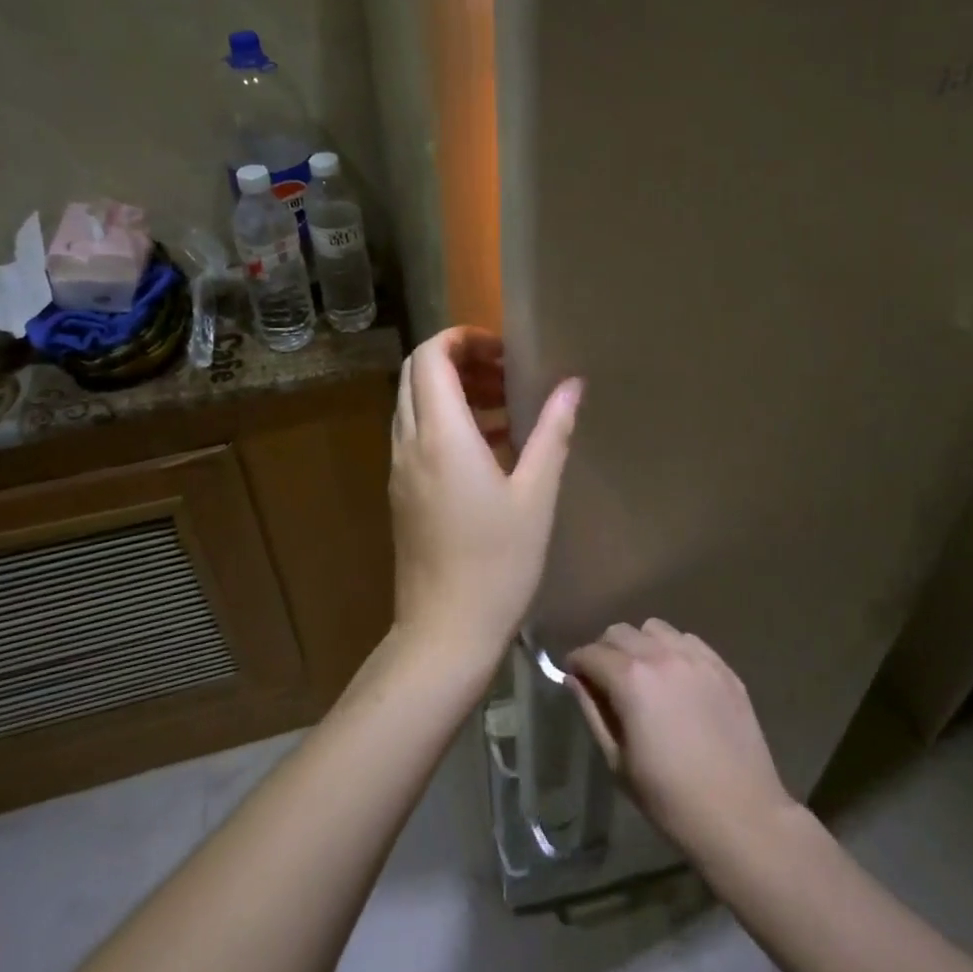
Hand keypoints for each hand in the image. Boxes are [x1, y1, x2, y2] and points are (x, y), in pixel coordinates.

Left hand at [388, 326, 582, 667]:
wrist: (444, 632)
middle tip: (506, 373)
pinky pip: (417, 435)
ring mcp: (400, 468)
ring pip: (415, 404)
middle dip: (459, 360)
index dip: (462, 339)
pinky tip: (492, 447)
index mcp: (441, 436)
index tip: (502, 350)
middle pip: (417, 374)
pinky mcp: (401, 492)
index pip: (430, 356)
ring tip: (506, 407)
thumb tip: (572, 384)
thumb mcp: (536, 495)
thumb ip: (552, 432)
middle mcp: (410, 443)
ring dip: (454, 391)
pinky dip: (446, 422)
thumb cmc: (497, 563)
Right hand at [567, 620, 796, 859]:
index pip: (591, 653)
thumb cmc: (671, 799)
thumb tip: (574, 680)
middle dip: (605, 650)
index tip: (574, 676)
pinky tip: (676, 678)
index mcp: (631, 680)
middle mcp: (662, 655)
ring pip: (654, 628)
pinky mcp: (722, 667)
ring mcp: (696, 657)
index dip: (577, 663)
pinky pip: (687, 640)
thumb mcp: (618, 762)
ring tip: (643, 673)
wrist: (742, 816)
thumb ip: (593, 713)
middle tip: (605, 678)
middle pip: (620, 632)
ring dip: (640, 644)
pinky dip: (672, 649)